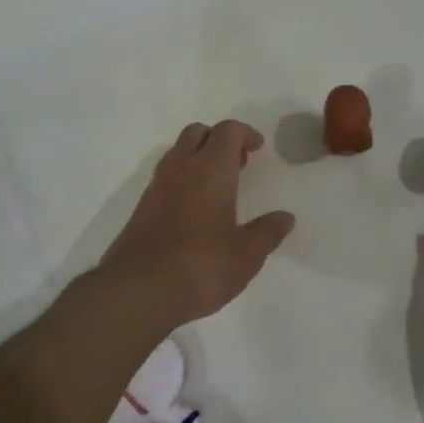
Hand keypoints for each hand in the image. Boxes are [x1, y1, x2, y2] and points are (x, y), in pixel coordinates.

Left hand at [94, 120, 294, 333]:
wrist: (137, 291)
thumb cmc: (200, 266)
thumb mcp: (246, 256)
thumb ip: (267, 232)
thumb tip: (285, 218)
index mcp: (211, 170)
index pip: (228, 131)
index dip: (246, 133)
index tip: (258, 150)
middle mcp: (181, 168)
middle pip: (198, 132)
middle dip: (219, 139)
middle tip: (237, 164)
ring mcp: (157, 186)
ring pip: (178, 152)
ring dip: (198, 157)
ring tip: (218, 188)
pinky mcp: (142, 207)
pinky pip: (166, 176)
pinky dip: (183, 178)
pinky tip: (195, 209)